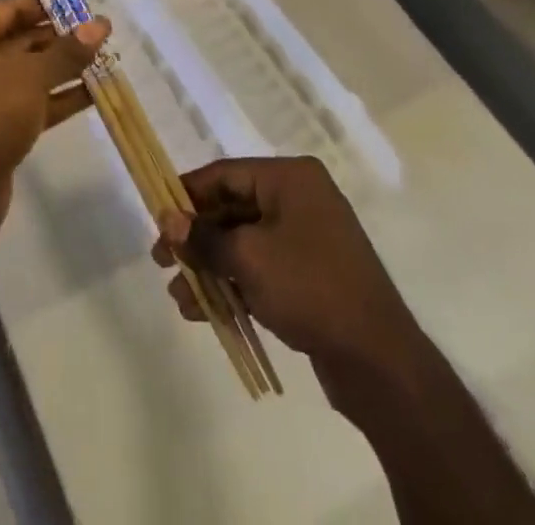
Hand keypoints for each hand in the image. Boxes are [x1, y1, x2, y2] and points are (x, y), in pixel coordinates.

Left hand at [0, 0, 108, 239]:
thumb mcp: (31, 76)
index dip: (46, 7)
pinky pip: (26, 103)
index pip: (8, 9)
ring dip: (62, 69)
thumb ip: (67, 51)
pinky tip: (92, 93)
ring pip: (25, 74)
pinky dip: (54, 98)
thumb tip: (101, 25)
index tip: (82, 6)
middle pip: (18, 40)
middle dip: (59, 39)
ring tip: (104, 59)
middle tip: (100, 34)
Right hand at [153, 157, 422, 399]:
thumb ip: (204, 237)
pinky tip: (203, 311)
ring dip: (210, 266)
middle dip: (196, 237)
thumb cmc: (310, 288)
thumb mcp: (249, 258)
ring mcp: (306, 237)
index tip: (156, 216)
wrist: (379, 360)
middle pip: (233, 208)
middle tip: (160, 260)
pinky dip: (233, 283)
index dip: (187, 194)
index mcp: (290, 178)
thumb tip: (167, 218)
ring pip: (243, 242)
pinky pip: (260, 267)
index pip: (225, 174)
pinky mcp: (309, 274)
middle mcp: (299, 198)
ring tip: (178, 297)